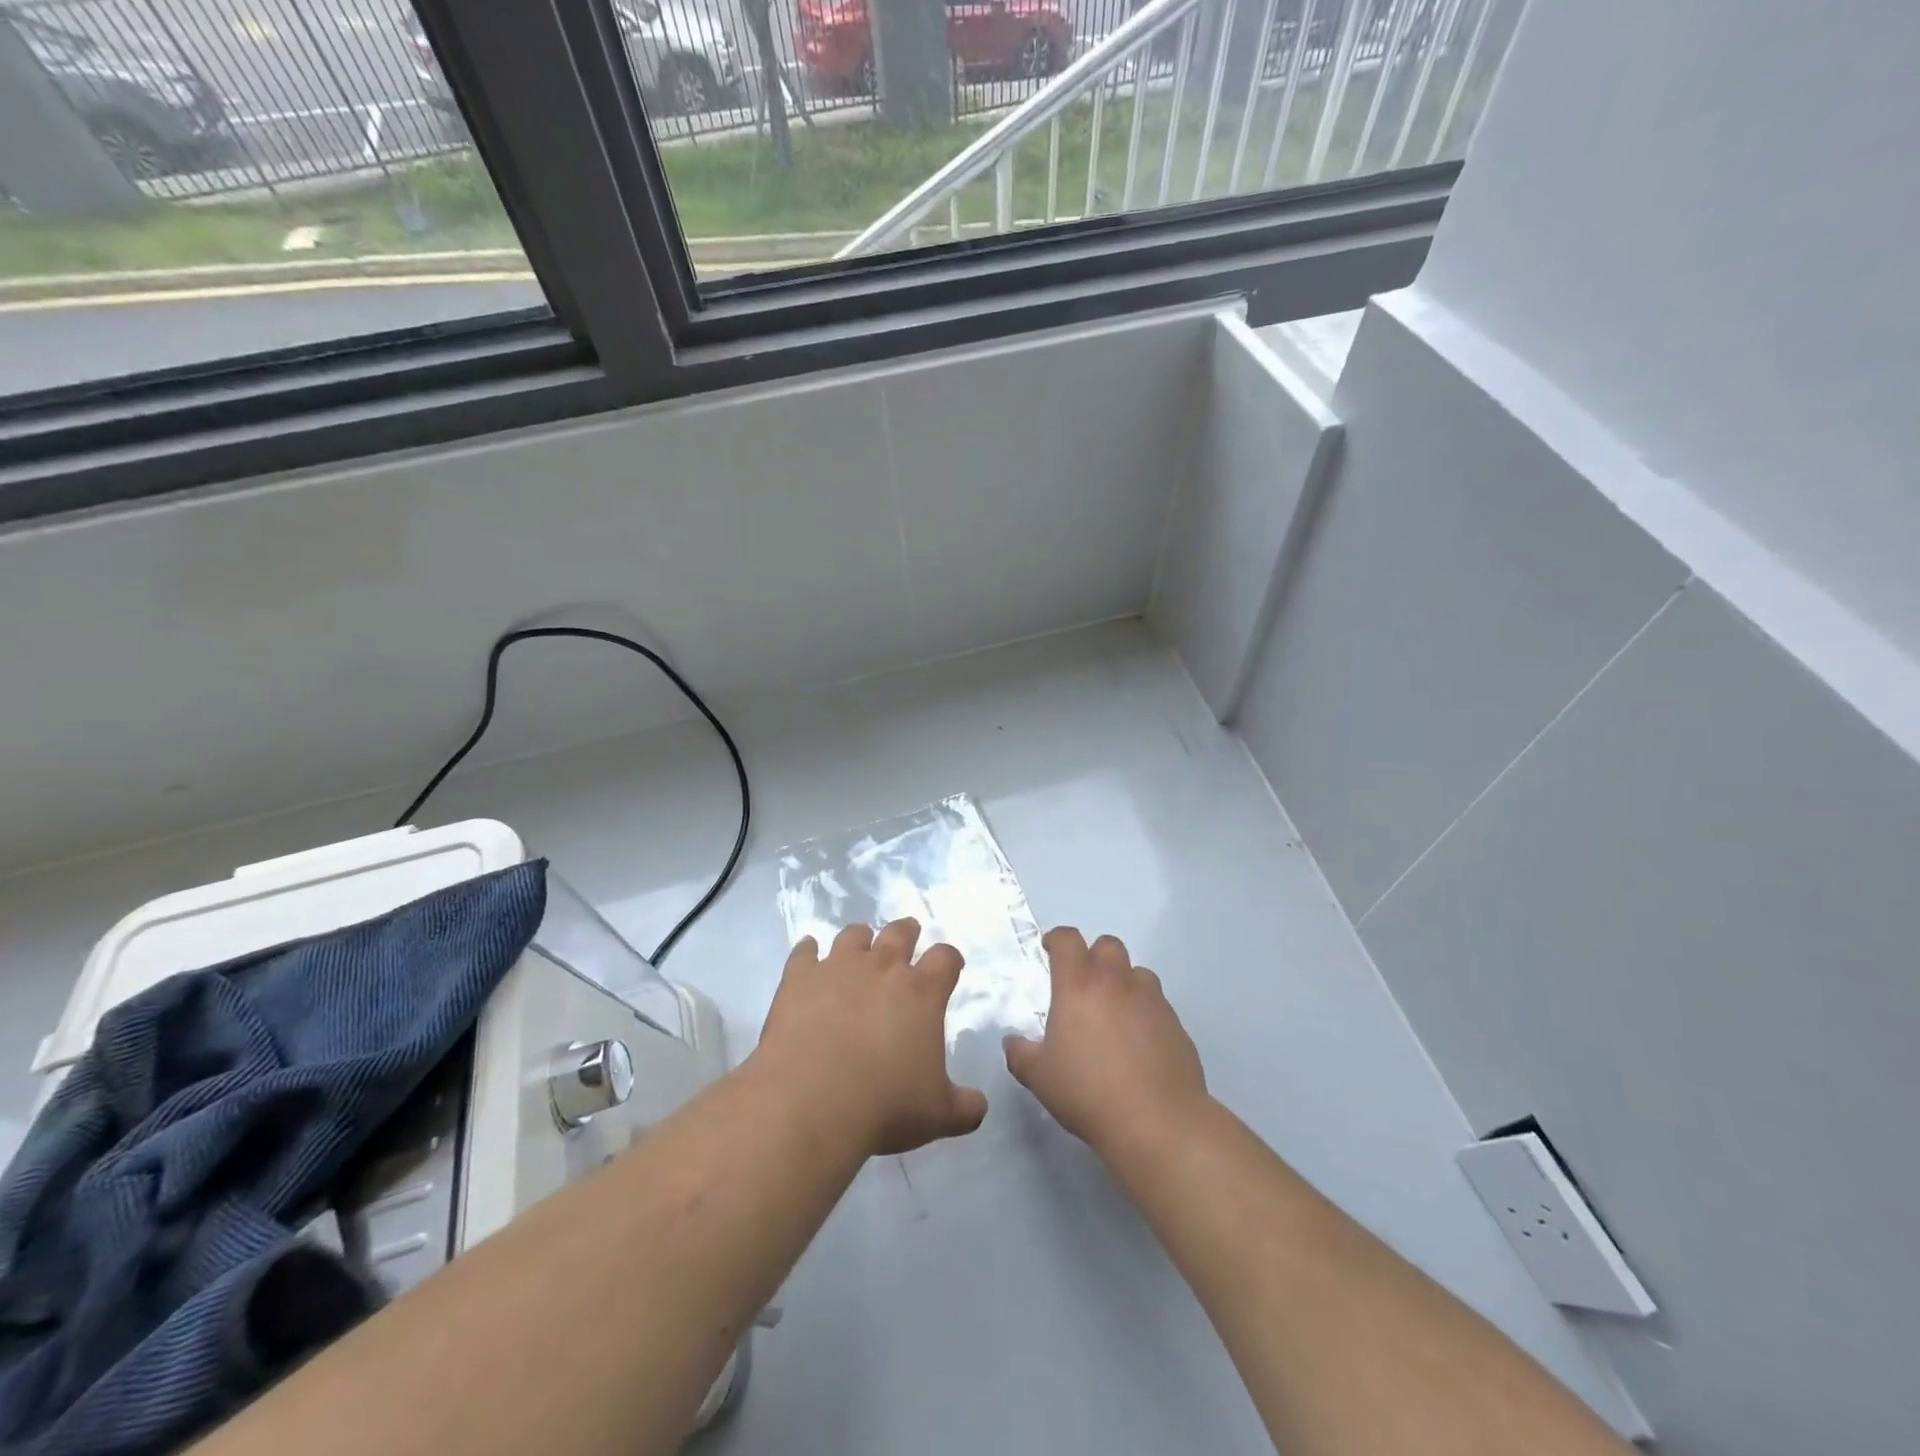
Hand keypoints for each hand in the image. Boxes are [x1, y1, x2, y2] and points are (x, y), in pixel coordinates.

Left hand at [755, 918, 987, 1157]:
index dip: (950, 959)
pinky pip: (804, 952)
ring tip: (860, 944)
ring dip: (860, 938)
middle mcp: (882, 968)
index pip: (945, 959)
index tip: (950, 964)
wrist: (811, 1103)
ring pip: (853, 936)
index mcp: (922, 993)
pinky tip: (808, 953)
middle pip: (899, 933)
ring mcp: (838, 968)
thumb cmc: (885, 1106)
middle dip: (907, 932)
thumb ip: (964, 1107)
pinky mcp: (799, 979)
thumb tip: (978, 1106)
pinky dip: (808, 951)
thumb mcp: (939, 1116)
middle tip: (908, 934)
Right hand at [1004, 928, 1208, 1155]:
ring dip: (1123, 982)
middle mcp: (1116, 982)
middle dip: (1094, 955)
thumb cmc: (1088, 1092)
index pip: (1068, 940)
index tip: (1049, 949)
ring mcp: (1150, 1000)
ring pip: (1137, 972)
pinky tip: (1138, 1041)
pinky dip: (1144, 1010)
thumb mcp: (1039, 1077)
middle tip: (1083, 983)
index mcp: (1078, 985)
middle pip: (1108, 945)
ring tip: (1114, 1012)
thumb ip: (1020, 1054)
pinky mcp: (1175, 1023)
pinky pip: (1156, 1003)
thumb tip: (1013, 1042)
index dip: (1057, 939)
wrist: (1156, 1121)